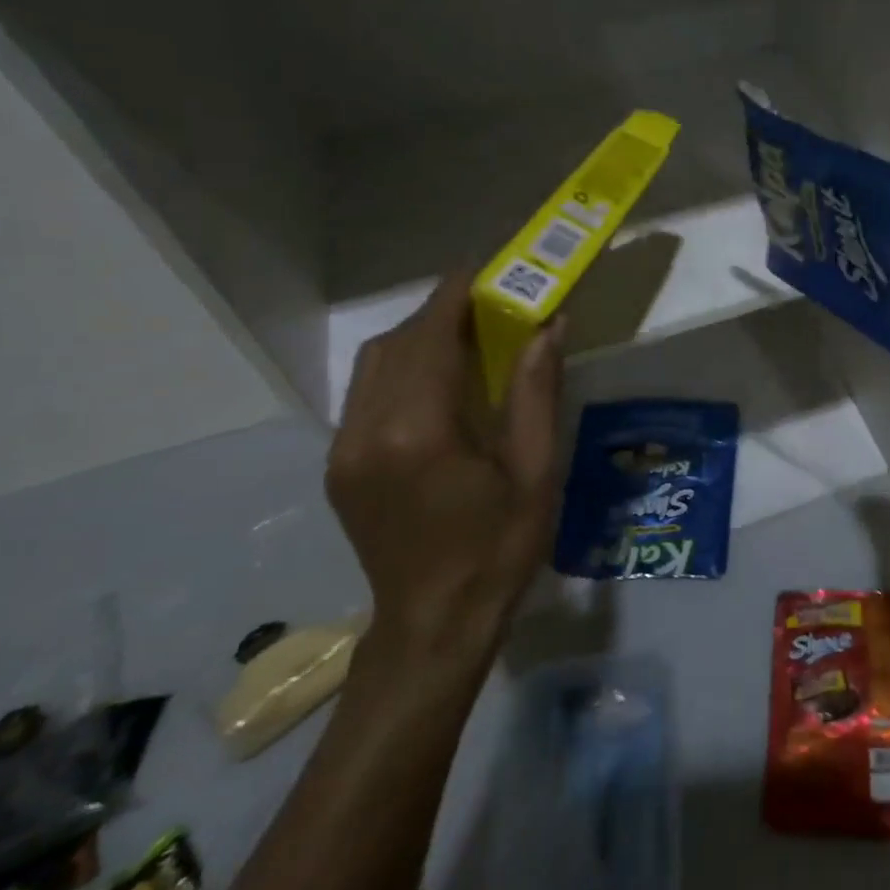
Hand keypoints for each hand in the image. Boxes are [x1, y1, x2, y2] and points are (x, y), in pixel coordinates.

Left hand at [325, 273, 564, 671]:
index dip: (456, 294)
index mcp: (420, 431)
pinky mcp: (339, 466)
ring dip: (418, 338)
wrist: (434, 623)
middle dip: (441, 312)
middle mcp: (368, 430)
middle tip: (490, 302)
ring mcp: (344, 449)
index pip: (431, 337)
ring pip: (374, 364)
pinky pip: (365, 394)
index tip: (486, 266)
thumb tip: (549, 326)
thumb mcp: (536, 471)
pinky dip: (401, 369)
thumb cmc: (500, 548)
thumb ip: (536, 392)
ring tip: (466, 335)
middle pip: (398, 343)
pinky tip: (438, 383)